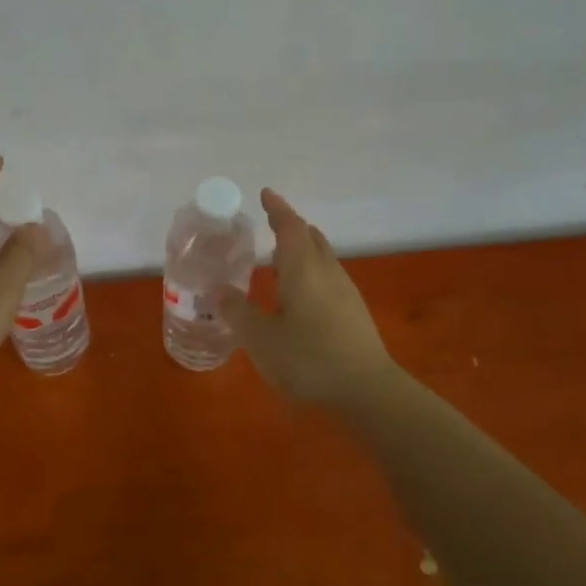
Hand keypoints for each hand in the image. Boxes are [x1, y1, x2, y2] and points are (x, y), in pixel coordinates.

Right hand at [220, 189, 399, 405]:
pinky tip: (299, 293)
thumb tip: (217, 289)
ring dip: (301, 249)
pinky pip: (328, 275)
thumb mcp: (260, 338)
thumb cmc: (308, 359)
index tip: (265, 194)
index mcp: (302, 268)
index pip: (289, 227)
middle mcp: (326, 271)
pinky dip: (310, 270)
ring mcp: (345, 291)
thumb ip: (237, 311)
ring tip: (279, 258)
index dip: (277, 209)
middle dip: (289, 227)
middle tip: (269, 225)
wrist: (368, 391)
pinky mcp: (354, 311)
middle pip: (310, 237)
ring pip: (322, 256)